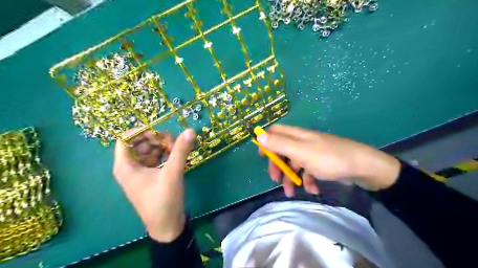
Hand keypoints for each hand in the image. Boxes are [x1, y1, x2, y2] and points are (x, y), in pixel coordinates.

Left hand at [114, 128, 194, 241]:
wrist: (167, 226)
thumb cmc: (163, 201)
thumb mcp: (172, 173)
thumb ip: (180, 150)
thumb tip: (191, 130)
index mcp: (125, 166)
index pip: (126, 138)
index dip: (142, 131)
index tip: (161, 131)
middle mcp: (129, 167)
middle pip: (139, 143)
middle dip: (156, 139)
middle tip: (173, 144)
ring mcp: (140, 172)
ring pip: (148, 150)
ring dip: (162, 147)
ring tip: (177, 151)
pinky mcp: (149, 177)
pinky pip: (154, 159)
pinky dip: (164, 155)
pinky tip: (175, 157)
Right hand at [256, 125, 400, 195]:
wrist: (363, 167)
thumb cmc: (329, 158)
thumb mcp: (301, 152)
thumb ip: (279, 144)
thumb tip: (259, 135)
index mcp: (297, 136)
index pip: (275, 132)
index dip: (266, 141)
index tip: (261, 156)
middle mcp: (303, 142)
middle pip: (283, 150)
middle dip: (278, 165)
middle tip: (275, 179)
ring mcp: (312, 153)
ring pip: (294, 163)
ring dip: (291, 178)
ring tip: (291, 193)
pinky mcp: (321, 163)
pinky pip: (308, 171)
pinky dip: (307, 180)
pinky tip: (312, 189)